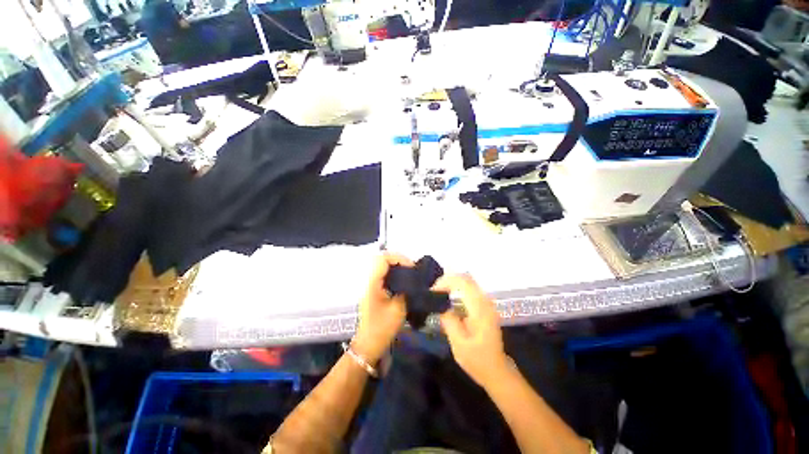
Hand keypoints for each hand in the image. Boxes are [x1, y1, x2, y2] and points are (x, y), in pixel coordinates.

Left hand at [353, 252, 412, 363]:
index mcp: (373, 283)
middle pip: (383, 260)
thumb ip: (406, 291)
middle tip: (413, 270)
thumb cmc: (382, 329)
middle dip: (400, 261)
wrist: (368, 346)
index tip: (411, 267)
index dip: (399, 258)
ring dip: (398, 268)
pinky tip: (405, 283)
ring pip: (384, 268)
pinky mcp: (375, 292)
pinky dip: (396, 275)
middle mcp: (370, 281)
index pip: (383, 259)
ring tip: (411, 275)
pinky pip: (385, 276)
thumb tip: (413, 280)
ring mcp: (372, 286)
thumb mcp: (398, 309)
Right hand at [433, 274, 510, 387]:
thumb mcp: (459, 343)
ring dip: (452, 284)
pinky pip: (470, 290)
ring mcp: (486, 303)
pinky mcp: (484, 307)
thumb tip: (440, 305)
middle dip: (447, 280)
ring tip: (438, 294)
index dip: (445, 282)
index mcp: (479, 308)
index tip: (432, 292)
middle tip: (433, 291)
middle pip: (465, 278)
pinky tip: (449, 300)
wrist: (496, 371)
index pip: (462, 282)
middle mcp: (485, 301)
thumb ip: (449, 321)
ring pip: (468, 282)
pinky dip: (457, 289)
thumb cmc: (477, 360)